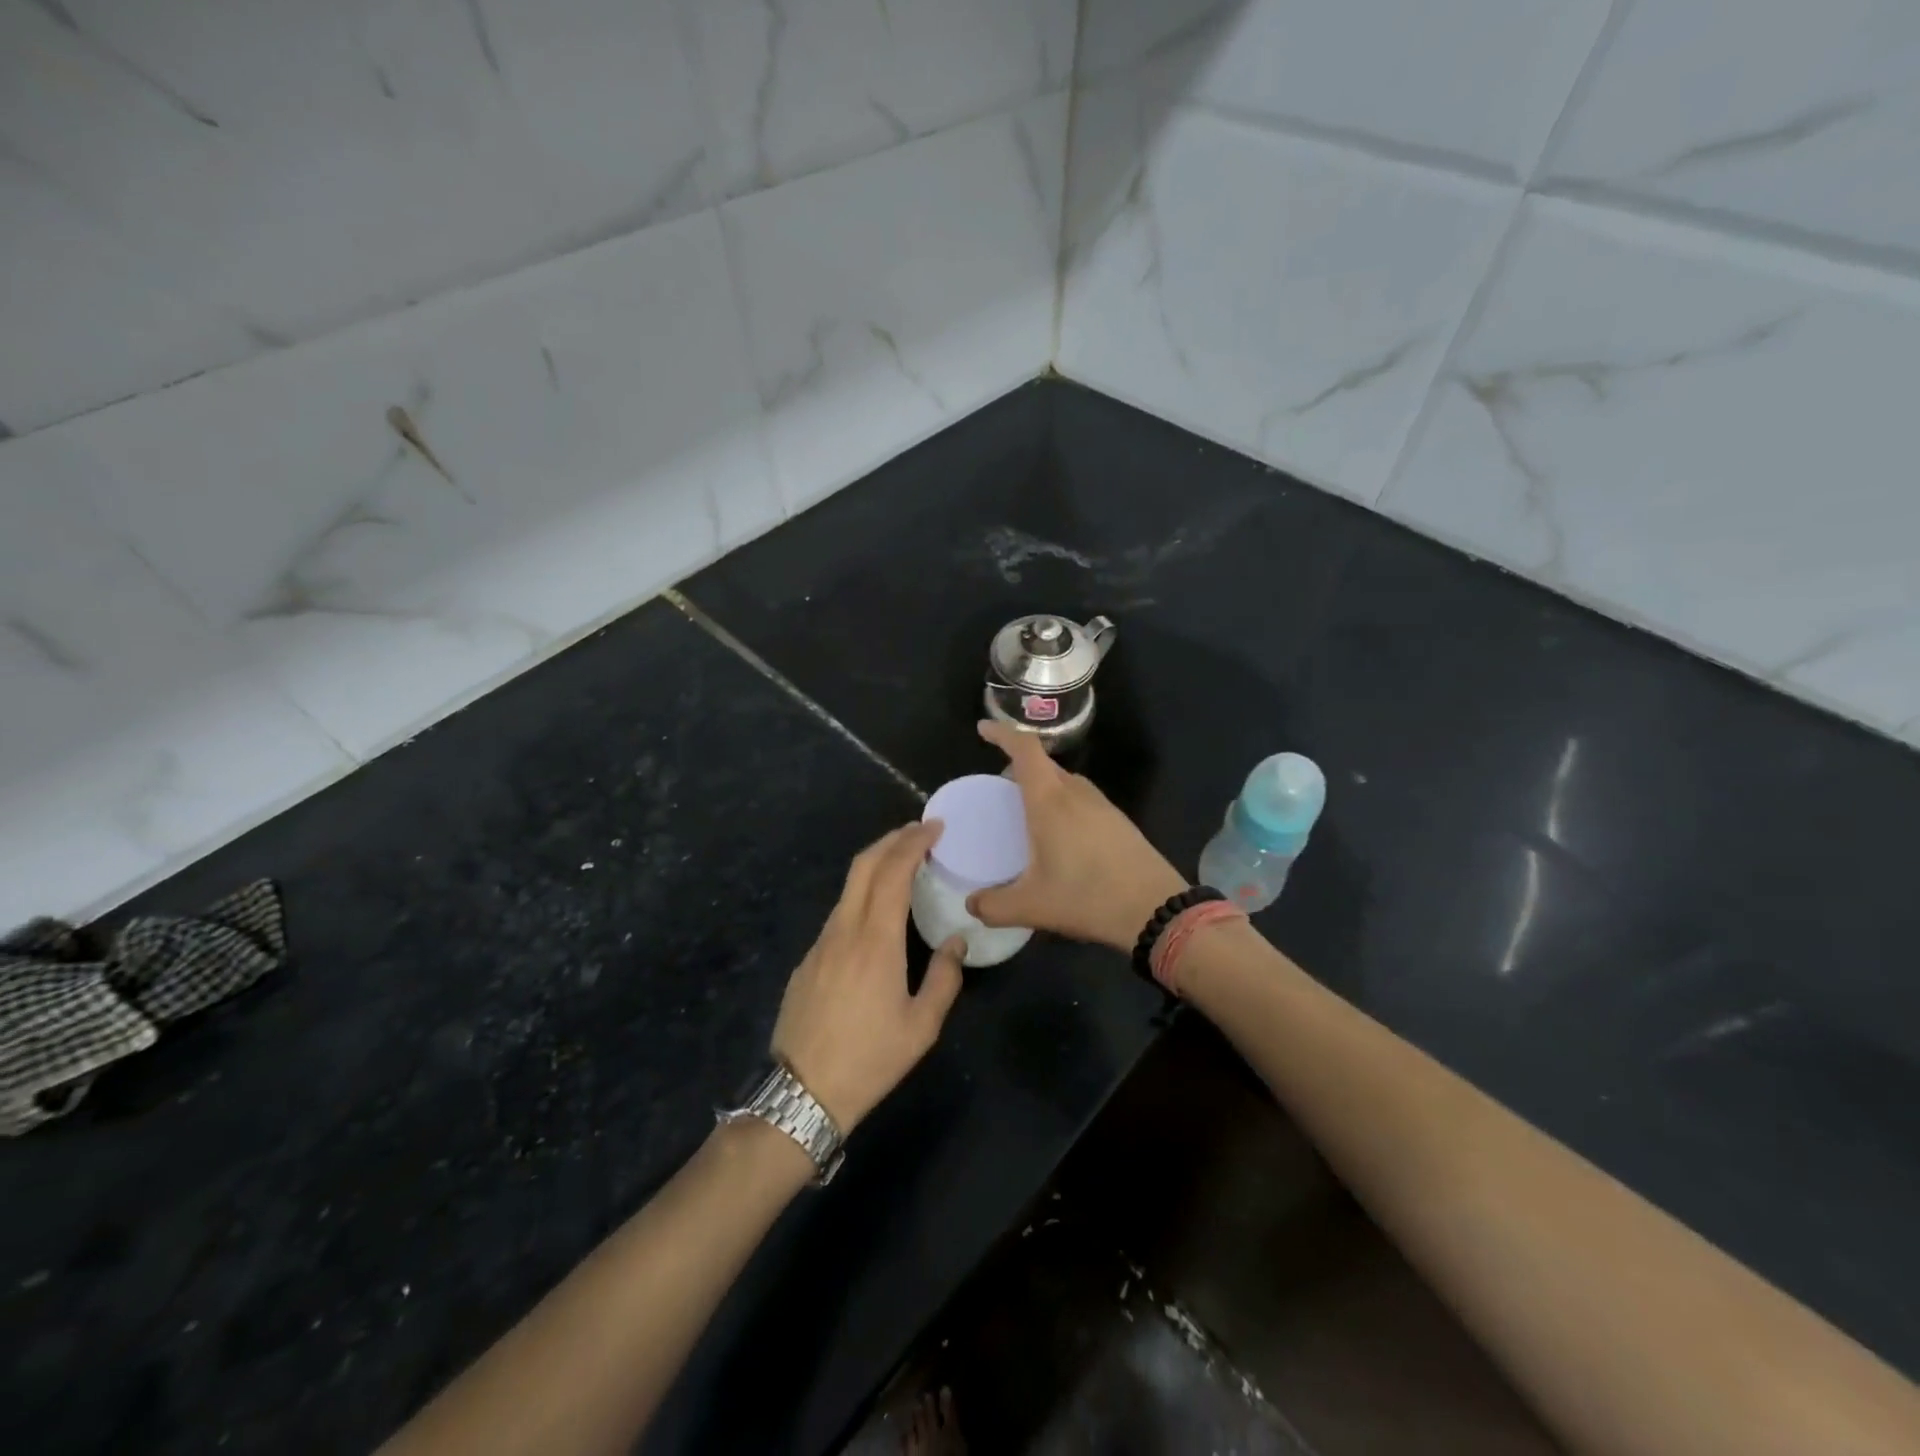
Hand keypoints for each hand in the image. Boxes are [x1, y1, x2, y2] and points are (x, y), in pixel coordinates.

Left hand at [772, 822, 965, 1130]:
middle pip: (863, 865)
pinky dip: (862, 896)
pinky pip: (838, 914)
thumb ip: (944, 978)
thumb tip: (955, 942)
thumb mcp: (921, 1026)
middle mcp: (844, 930)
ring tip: (903, 866)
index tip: (934, 827)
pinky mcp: (806, 961)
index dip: (913, 841)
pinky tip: (876, 915)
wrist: (802, 1093)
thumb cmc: (870, 1059)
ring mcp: (820, 944)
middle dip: (891, 839)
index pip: (893, 871)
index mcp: (876, 940)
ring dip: (875, 866)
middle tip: (919, 832)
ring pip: (848, 888)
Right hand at [966, 720, 1187, 953]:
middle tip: (999, 789)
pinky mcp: (1119, 822)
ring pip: (1066, 782)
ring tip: (1027, 813)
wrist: (1156, 910)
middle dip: (1019, 766)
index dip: (1002, 733)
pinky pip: (1082, 800)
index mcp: (1050, 801)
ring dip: (1044, 787)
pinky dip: (1063, 805)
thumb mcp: (1031, 907)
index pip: (1024, 749)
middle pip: (1044, 764)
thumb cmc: (1087, 897)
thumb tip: (972, 905)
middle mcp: (1076, 794)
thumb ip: (993, 906)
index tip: (983, 729)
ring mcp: (1102, 806)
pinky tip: (1061, 837)